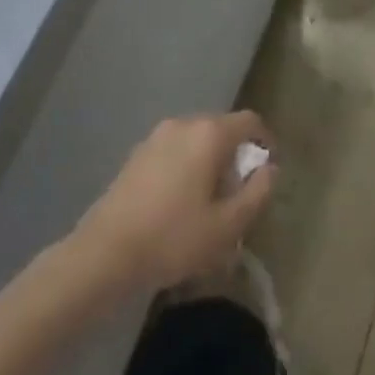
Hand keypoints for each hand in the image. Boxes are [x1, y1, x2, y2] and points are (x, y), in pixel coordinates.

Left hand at [73, 111, 275, 293]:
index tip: (267, 171)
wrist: (104, 253)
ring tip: (209, 203)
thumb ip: (257, 193)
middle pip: (222, 129)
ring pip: (197, 141)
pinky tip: (180, 203)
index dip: (265, 142)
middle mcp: (184, 124)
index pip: (250, 122)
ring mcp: (157, 136)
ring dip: (210, 163)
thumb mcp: (227, 226)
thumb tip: (270, 169)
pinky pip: (175, 151)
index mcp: (209, 134)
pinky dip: (187, 167)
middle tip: (239, 194)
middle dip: (236, 156)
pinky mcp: (137, 154)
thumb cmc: (173, 237)